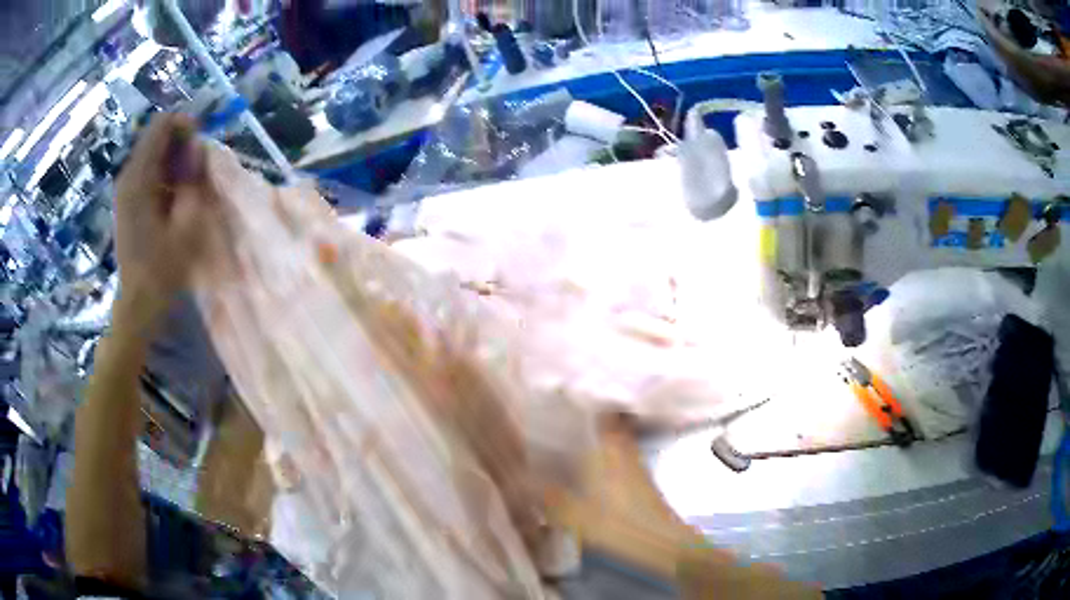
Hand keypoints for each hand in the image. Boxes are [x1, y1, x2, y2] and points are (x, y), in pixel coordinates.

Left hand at [113, 113, 211, 330]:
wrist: (138, 303)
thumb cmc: (163, 268)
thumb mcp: (186, 224)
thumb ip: (192, 179)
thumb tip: (198, 147)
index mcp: (139, 178)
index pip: (161, 125)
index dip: (184, 125)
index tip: (200, 144)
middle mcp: (127, 175)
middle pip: (155, 136)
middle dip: (179, 142)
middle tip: (197, 166)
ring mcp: (124, 188)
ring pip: (151, 153)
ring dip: (172, 159)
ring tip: (188, 182)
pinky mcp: (126, 200)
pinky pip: (147, 171)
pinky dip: (163, 172)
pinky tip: (173, 194)